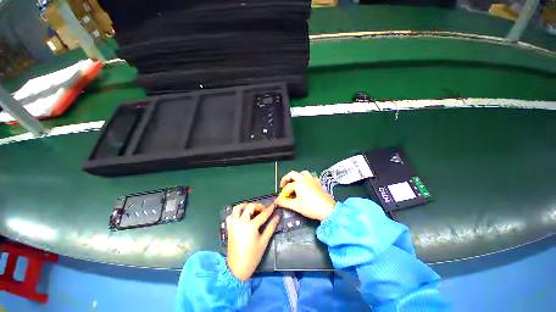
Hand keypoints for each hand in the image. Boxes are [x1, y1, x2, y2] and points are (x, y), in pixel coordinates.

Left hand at [226, 203, 279, 280]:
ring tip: (252, 209)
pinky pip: (231, 215)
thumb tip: (277, 217)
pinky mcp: (229, 228)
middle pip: (249, 207)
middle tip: (263, 210)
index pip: (262, 214)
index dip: (269, 209)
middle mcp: (240, 222)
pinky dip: (236, 213)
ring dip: (245, 206)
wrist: (237, 269)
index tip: (274, 204)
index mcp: (250, 226)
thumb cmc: (252, 257)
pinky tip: (242, 216)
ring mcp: (233, 224)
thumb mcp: (264, 242)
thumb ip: (270, 227)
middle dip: (258, 206)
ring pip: (237, 208)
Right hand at [275, 170, 335, 220]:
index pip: (288, 186)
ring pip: (303, 173)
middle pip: (293, 174)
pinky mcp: (318, 183)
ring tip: (295, 183)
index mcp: (298, 182)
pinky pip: (311, 177)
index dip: (283, 193)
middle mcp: (305, 178)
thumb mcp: (295, 205)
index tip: (281, 199)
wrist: (327, 210)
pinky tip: (306, 184)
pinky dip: (307, 178)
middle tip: (285, 186)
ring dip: (297, 176)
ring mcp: (312, 179)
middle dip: (287, 179)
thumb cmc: (310, 207)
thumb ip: (284, 202)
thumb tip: (276, 201)